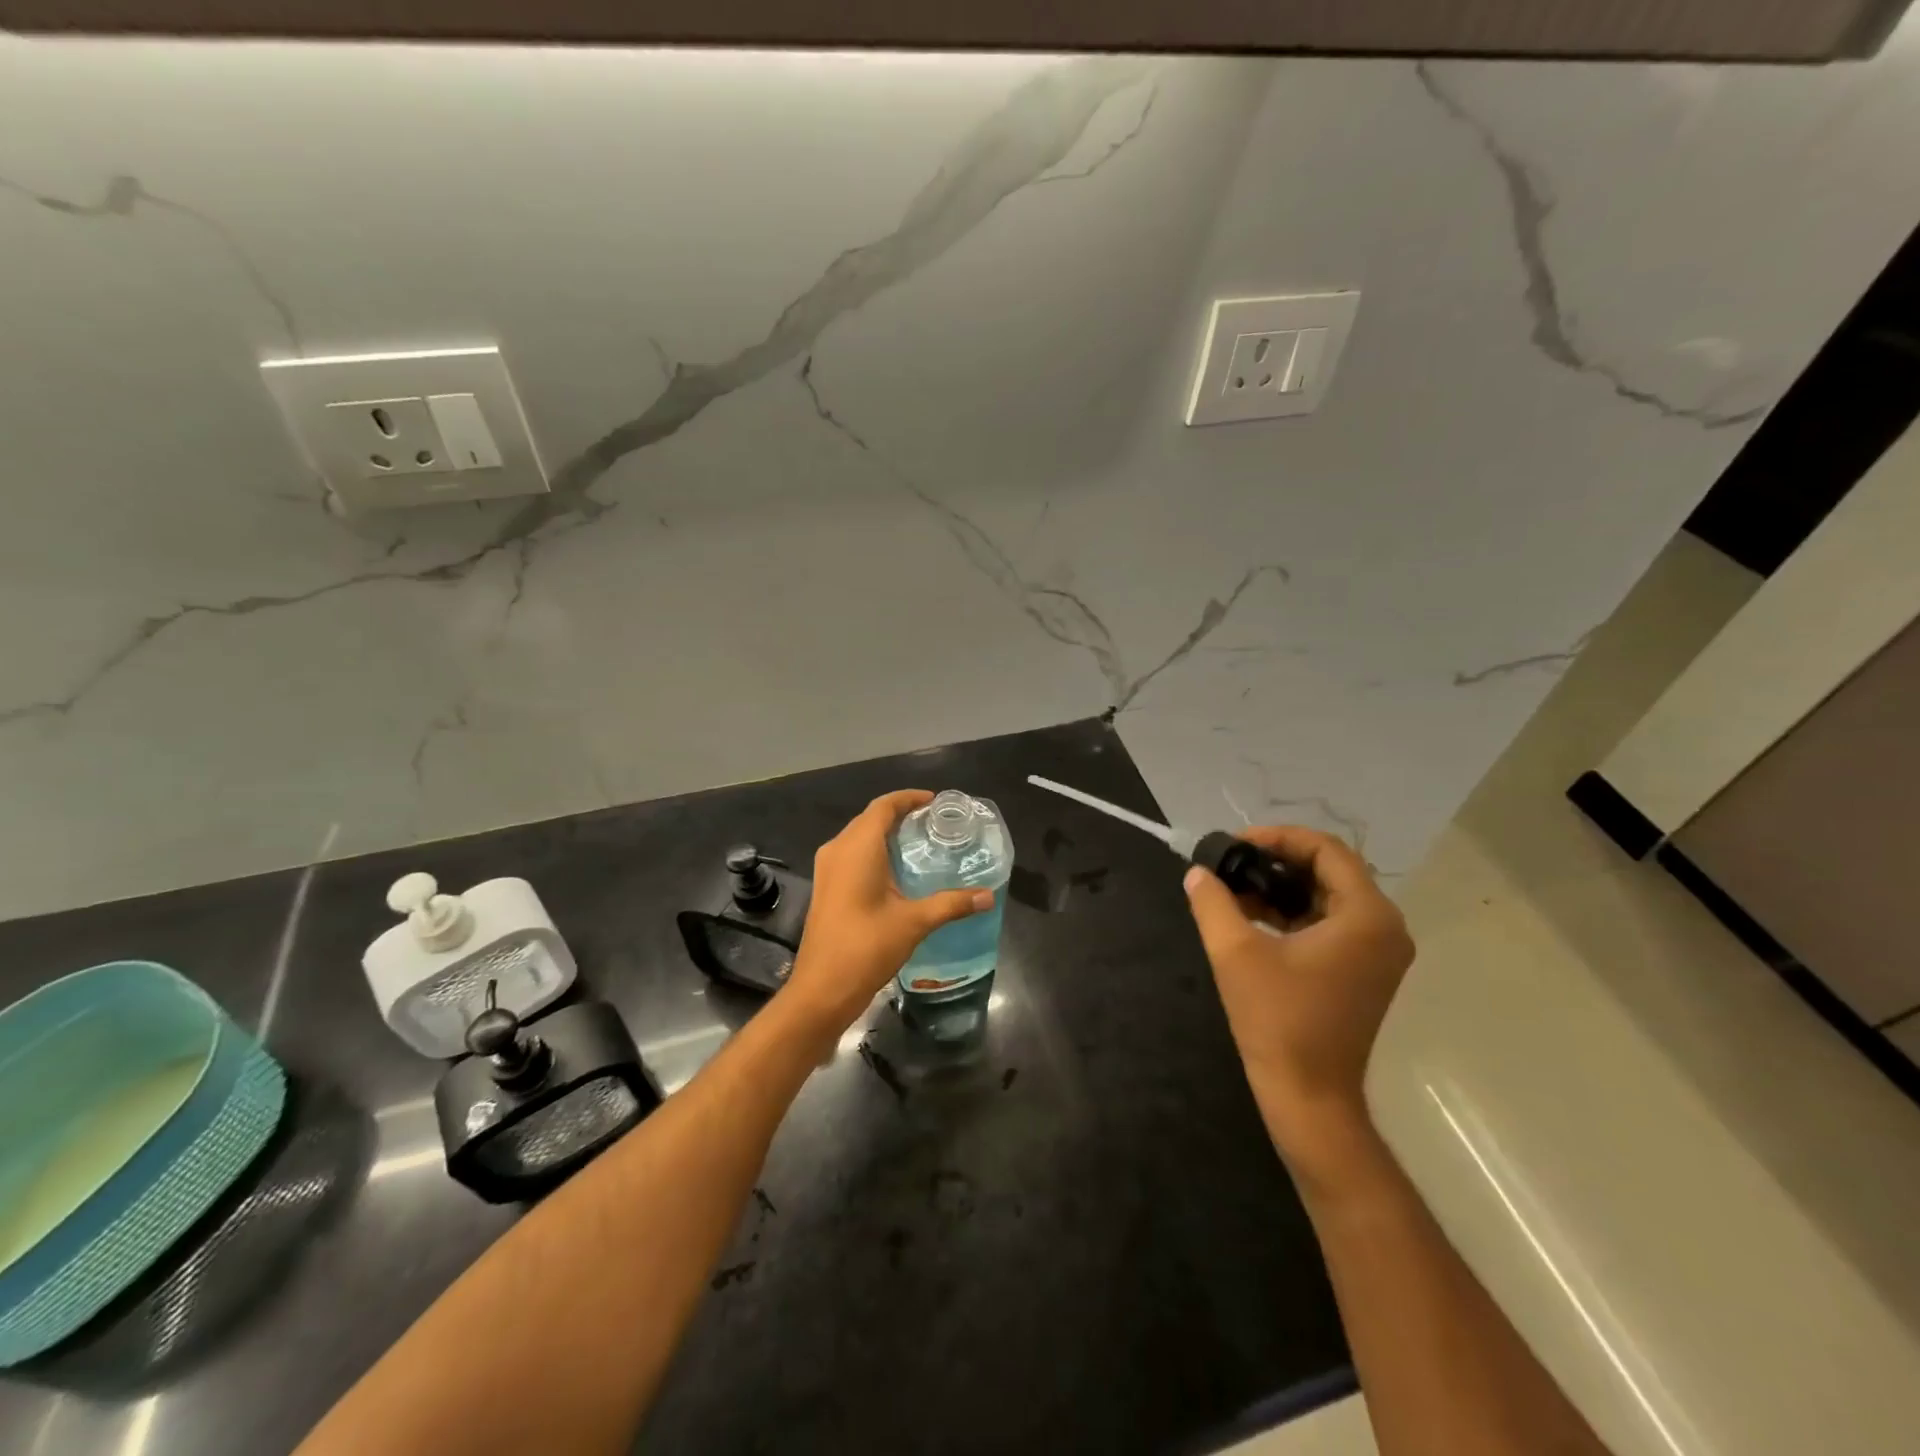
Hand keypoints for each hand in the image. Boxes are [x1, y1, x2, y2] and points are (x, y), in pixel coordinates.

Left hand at [779, 790, 993, 1035]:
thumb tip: (988, 896)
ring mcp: (827, 869)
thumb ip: (951, 904)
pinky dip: (874, 851)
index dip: (908, 798)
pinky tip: (896, 871)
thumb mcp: (914, 922)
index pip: (883, 806)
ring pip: (859, 837)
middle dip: (900, 815)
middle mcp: (838, 849)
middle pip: (870, 818)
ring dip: (886, 834)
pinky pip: (851, 854)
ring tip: (919, 842)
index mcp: (857, 847)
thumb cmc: (866, 947)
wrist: (821, 989)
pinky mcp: (826, 887)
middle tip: (933, 823)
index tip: (935, 801)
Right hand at [1183, 825, 1413, 1181]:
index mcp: (1367, 916)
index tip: (1234, 844)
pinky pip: (1328, 922)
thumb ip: (1213, 902)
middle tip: (1230, 862)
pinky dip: (1292, 912)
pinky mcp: (1363, 970)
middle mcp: (1384, 927)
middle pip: (1329, 870)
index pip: (1326, 850)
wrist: (1308, 1097)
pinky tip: (1250, 915)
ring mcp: (1377, 951)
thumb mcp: (1235, 953)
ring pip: (1326, 896)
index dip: (1277, 837)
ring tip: (1232, 887)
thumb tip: (1198, 872)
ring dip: (1281, 886)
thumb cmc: (1278, 1021)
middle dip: (1275, 861)